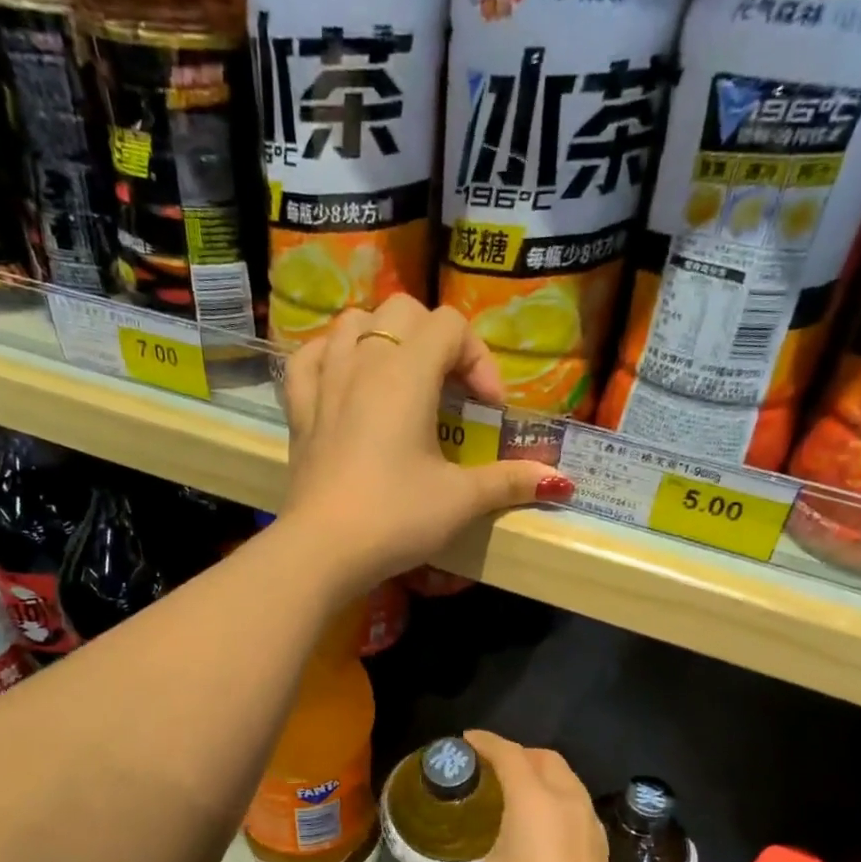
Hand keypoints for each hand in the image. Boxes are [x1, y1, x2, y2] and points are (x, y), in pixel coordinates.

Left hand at [278, 295, 571, 593]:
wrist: (322, 551)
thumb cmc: (395, 518)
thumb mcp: (460, 501)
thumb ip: (509, 481)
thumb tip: (561, 481)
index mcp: (406, 374)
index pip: (451, 326)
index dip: (480, 359)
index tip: (489, 410)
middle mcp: (362, 363)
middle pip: (403, 311)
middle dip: (435, 339)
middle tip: (450, 389)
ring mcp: (324, 383)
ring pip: (352, 323)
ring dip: (383, 338)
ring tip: (401, 378)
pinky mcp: (299, 411)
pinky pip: (310, 358)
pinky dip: (331, 356)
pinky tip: (345, 379)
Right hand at [404, 731, 618, 861]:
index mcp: (533, 801)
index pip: (508, 753)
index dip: (485, 741)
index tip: (465, 741)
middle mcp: (566, 801)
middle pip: (543, 758)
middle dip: (516, 753)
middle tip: (489, 768)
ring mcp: (589, 823)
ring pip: (566, 778)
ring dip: (540, 774)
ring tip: (515, 791)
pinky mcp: (601, 846)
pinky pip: (577, 803)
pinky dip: (557, 797)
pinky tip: (541, 825)